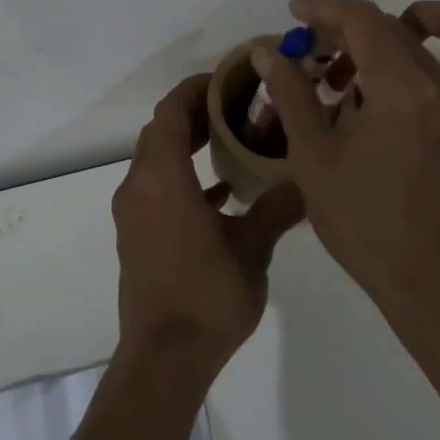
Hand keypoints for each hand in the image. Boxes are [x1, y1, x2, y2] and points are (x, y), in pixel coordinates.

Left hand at [112, 73, 305, 374]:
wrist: (164, 359)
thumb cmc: (208, 296)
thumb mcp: (252, 249)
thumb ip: (277, 207)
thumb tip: (307, 181)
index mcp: (163, 179)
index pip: (170, 112)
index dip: (195, 89)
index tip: (228, 80)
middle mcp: (139, 186)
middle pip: (160, 130)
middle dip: (194, 112)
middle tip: (237, 105)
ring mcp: (132, 212)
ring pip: (155, 158)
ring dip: (186, 143)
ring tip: (231, 139)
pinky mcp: (135, 234)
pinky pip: (155, 187)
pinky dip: (181, 176)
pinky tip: (221, 192)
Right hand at [253, 0, 439, 316]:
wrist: (429, 280)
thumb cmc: (363, 222)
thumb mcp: (313, 158)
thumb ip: (292, 95)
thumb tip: (267, 51)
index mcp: (401, 91)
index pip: (363, 20)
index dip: (325, 8)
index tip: (299, 14)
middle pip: (399, 25)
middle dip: (353, 27)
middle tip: (326, 54)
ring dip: (428, 21)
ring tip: (396, 44)